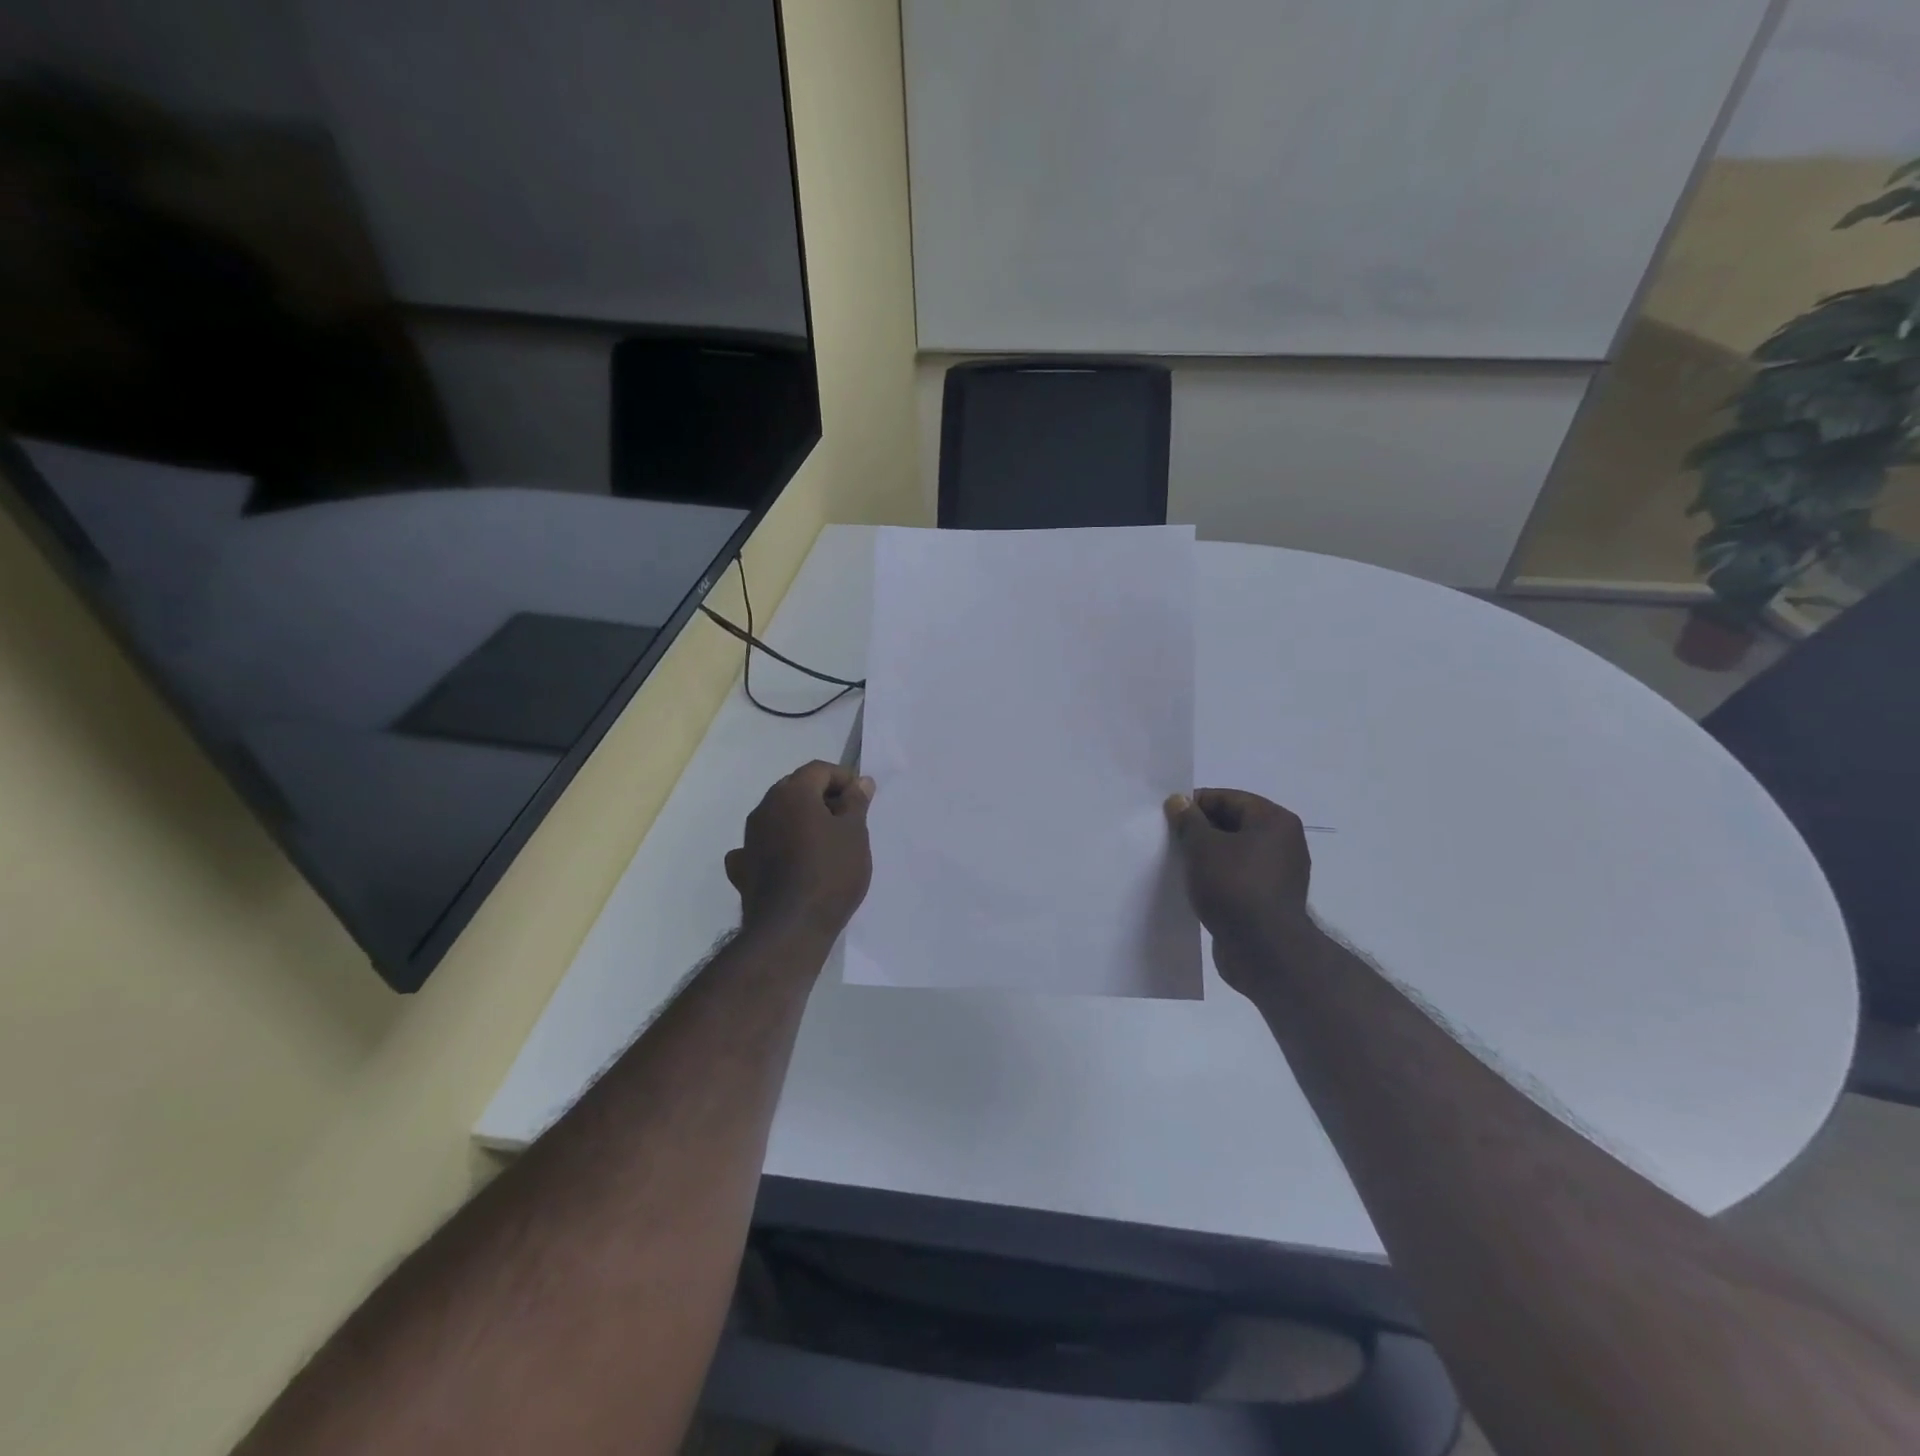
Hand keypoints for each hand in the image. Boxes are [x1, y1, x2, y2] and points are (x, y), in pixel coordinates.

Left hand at [726, 762, 874, 938]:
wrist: (791, 927)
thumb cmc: (831, 872)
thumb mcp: (855, 833)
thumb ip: (856, 802)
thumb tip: (860, 782)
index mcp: (792, 793)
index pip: (819, 769)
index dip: (843, 778)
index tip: (861, 799)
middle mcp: (764, 807)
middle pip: (795, 789)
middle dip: (822, 797)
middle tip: (847, 820)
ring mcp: (748, 838)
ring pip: (778, 816)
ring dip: (800, 821)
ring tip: (825, 843)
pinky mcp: (742, 867)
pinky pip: (762, 845)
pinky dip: (777, 846)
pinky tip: (790, 862)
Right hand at [1164, 788, 1315, 988]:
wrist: (1264, 951)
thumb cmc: (1234, 886)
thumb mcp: (1202, 846)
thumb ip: (1188, 820)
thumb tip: (1179, 801)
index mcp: (1274, 821)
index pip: (1229, 798)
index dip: (1195, 804)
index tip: (1168, 817)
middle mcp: (1283, 843)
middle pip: (1233, 824)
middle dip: (1200, 830)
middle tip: (1170, 840)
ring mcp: (1279, 874)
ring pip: (1234, 853)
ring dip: (1207, 856)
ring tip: (1178, 864)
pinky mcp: (1269, 901)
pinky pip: (1238, 878)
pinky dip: (1217, 878)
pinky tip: (1195, 887)